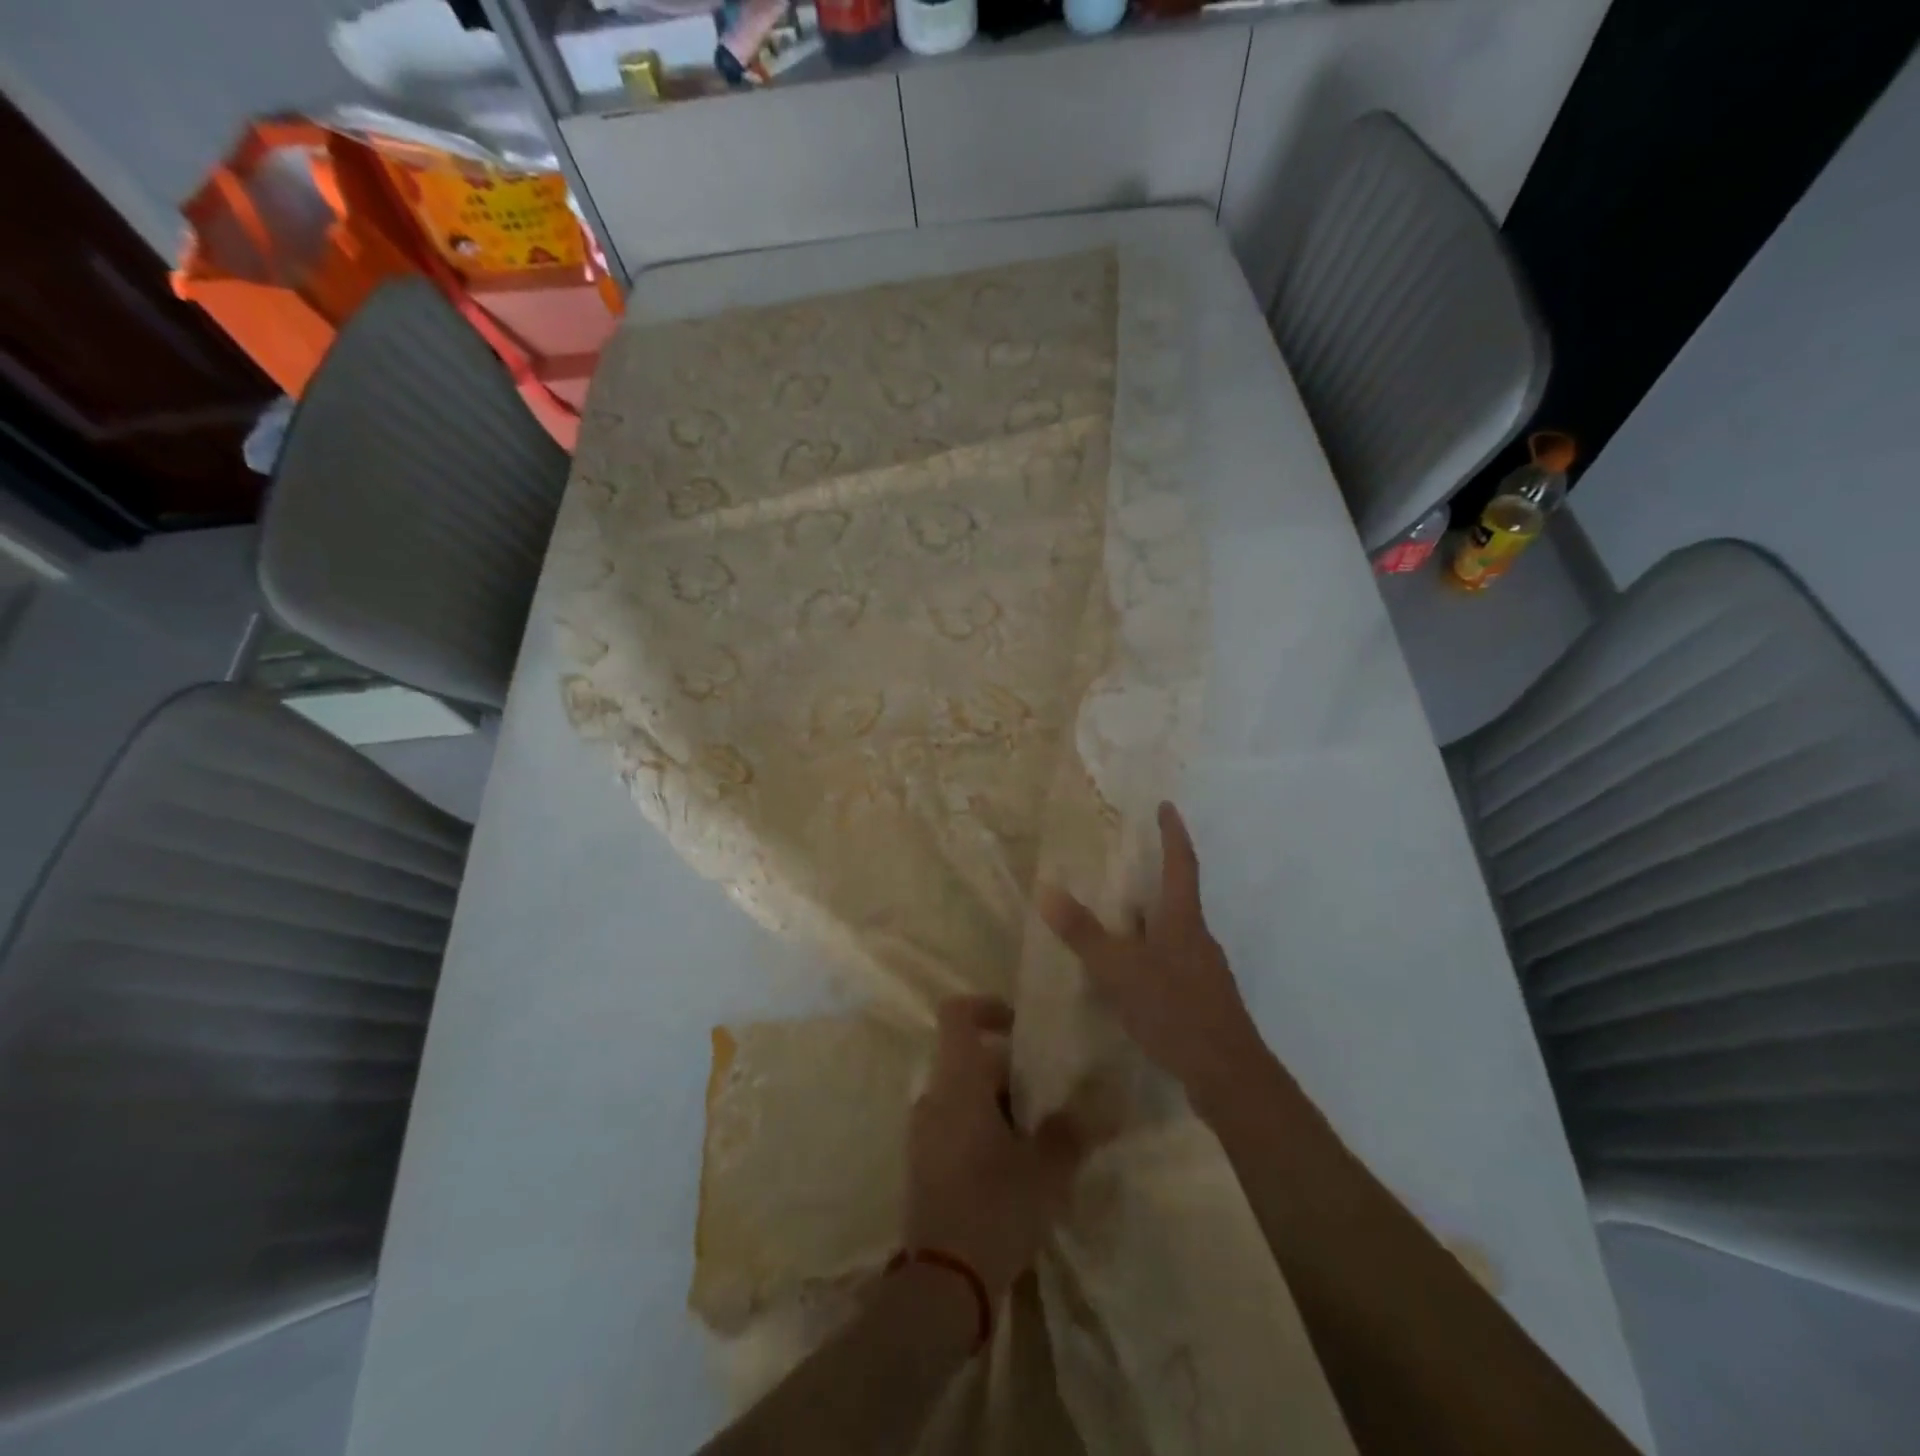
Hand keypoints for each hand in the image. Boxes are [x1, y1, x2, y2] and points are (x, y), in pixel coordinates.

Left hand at [905, 997, 1083, 1298]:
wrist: (942, 1284)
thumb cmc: (994, 1208)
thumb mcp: (1045, 1169)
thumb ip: (1071, 1130)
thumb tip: (1100, 1104)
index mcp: (957, 1083)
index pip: (957, 1015)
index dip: (987, 1008)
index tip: (1020, 1026)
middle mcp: (933, 1097)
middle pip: (970, 1060)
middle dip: (1011, 1072)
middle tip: (1051, 1099)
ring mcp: (923, 1133)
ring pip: (965, 1097)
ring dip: (1000, 1106)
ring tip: (1040, 1139)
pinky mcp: (923, 1165)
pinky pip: (955, 1127)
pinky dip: (983, 1131)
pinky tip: (1016, 1169)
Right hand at [1039, 801, 1265, 1106]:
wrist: (1228, 1075)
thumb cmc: (1174, 1010)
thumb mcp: (1120, 970)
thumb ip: (1084, 933)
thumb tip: (1046, 889)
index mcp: (1183, 920)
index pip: (1181, 864)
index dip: (1173, 834)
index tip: (1166, 807)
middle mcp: (1198, 938)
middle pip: (1178, 897)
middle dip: (1155, 878)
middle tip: (1125, 865)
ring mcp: (1204, 970)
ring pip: (1174, 932)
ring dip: (1150, 920)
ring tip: (1119, 919)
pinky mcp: (1202, 998)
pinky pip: (1173, 961)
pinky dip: (1151, 954)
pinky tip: (1132, 975)